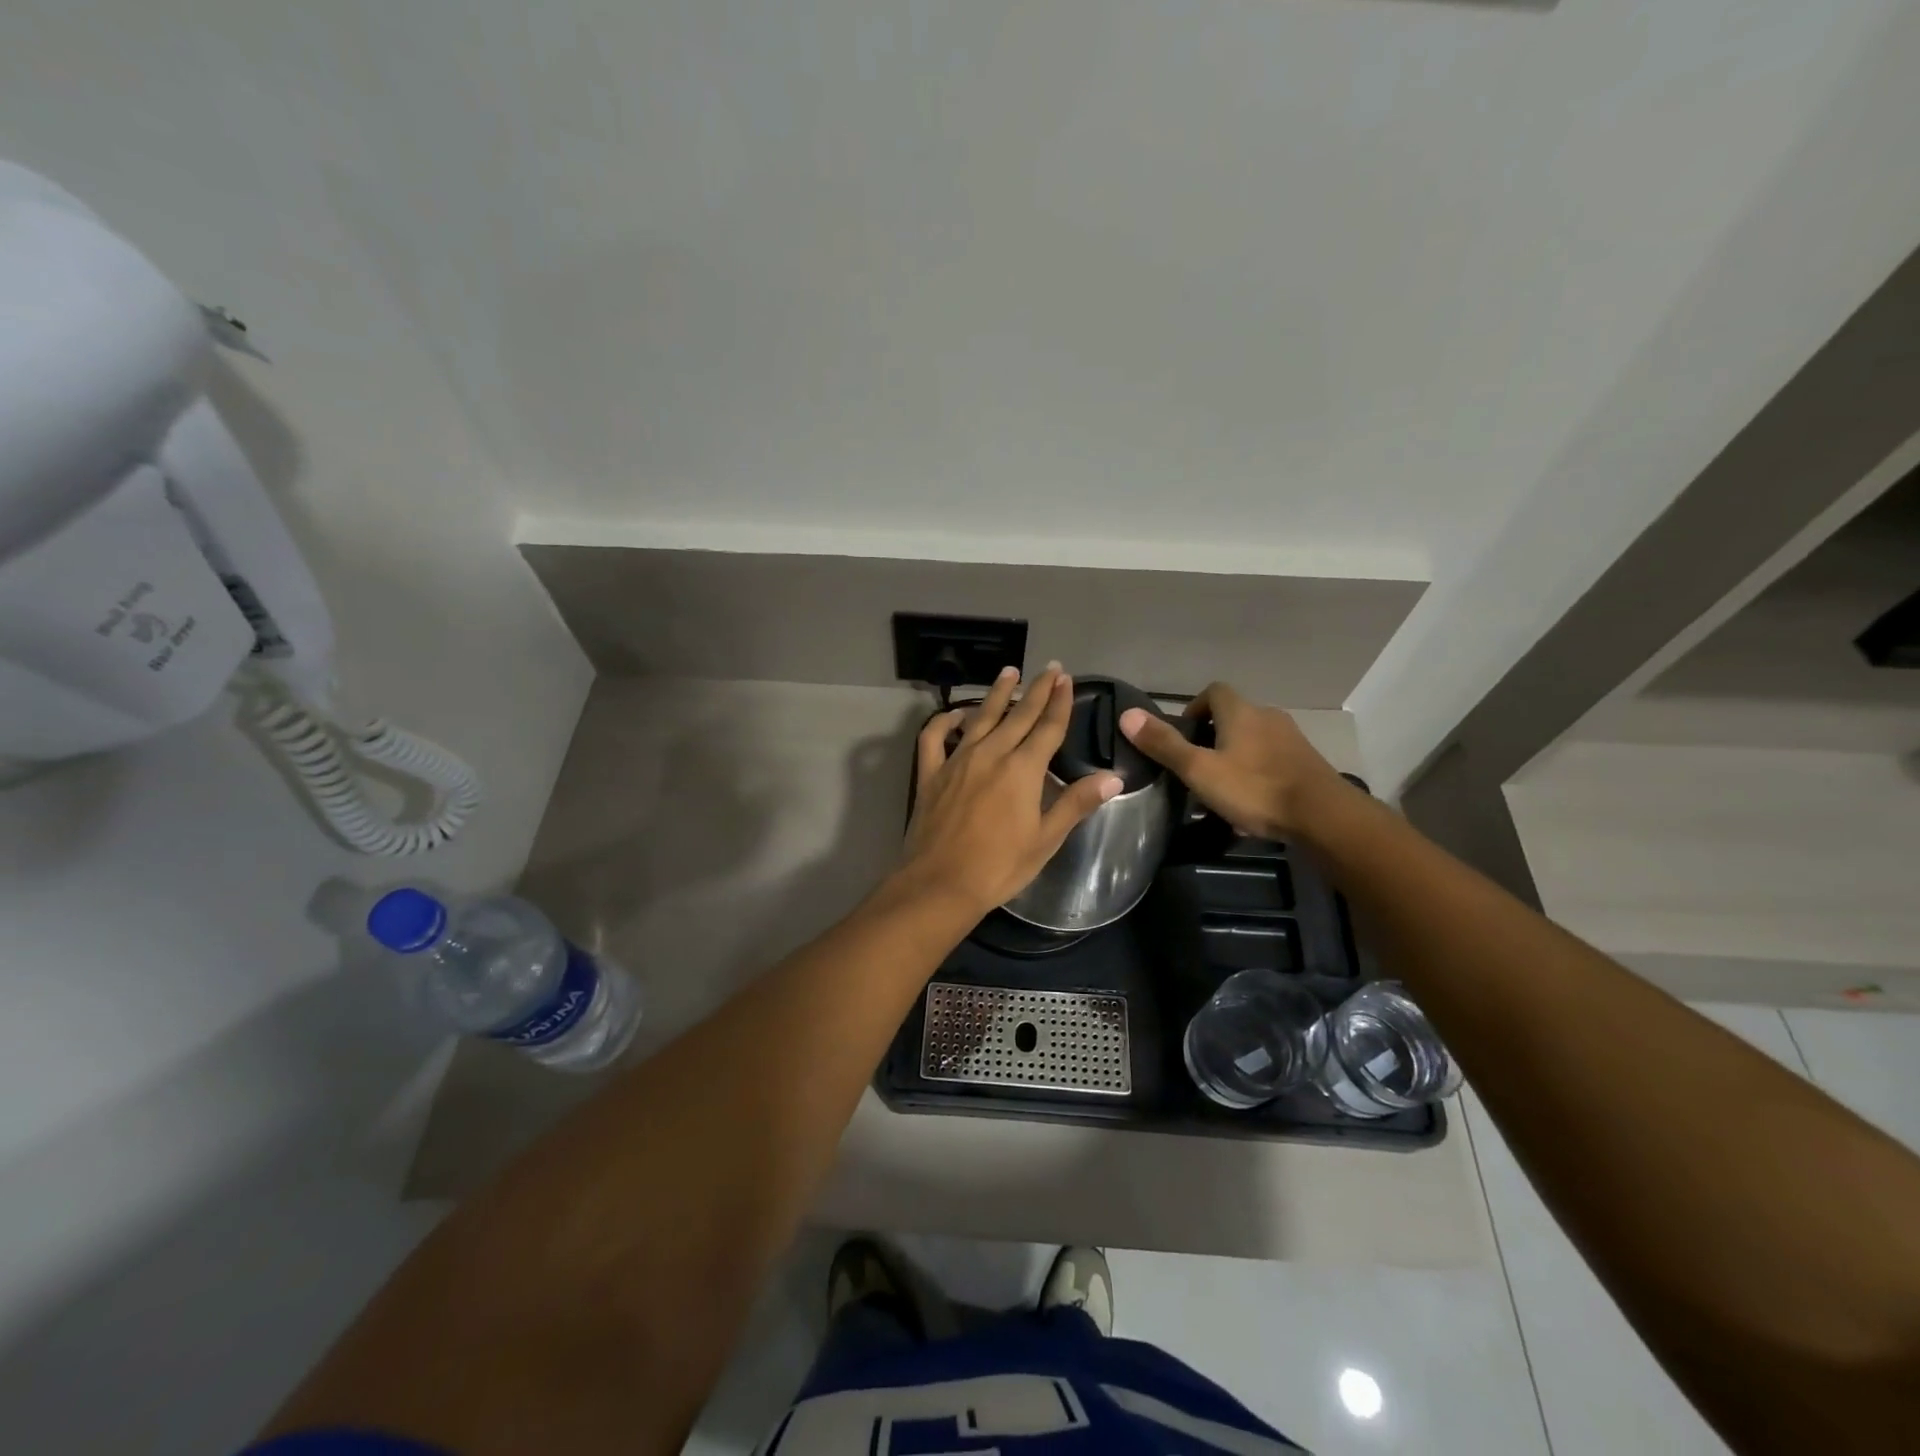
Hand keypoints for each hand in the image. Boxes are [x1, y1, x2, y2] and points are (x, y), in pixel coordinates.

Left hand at [902, 664, 1122, 916]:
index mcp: (1022, 768)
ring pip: (980, 717)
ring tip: (1008, 673)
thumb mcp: (1045, 839)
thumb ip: (1076, 803)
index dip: (1059, 702)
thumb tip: (1113, 777)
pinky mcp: (931, 773)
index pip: (1048, 727)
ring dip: (996, 693)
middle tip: (1048, 668)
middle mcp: (991, 754)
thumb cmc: (1000, 866)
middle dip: (1036, 689)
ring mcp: (957, 760)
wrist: (941, 884)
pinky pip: (935, 738)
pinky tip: (955, 715)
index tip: (1066, 679)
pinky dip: (944, 721)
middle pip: (1018, 714)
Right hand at [1118, 682, 1345, 838]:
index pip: (1214, 691)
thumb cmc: (1255, 789)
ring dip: (1236, 756)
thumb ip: (1164, 744)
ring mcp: (1292, 740)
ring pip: (1254, 740)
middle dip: (1213, 736)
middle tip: (1196, 765)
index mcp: (1240, 712)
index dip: (1194, 707)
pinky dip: (1257, 773)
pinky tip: (1251, 803)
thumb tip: (1127, 714)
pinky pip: (1273, 761)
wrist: (1323, 816)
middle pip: (1234, 716)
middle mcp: (1268, 717)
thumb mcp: (1199, 770)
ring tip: (1221, 787)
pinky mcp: (1307, 764)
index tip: (1183, 734)